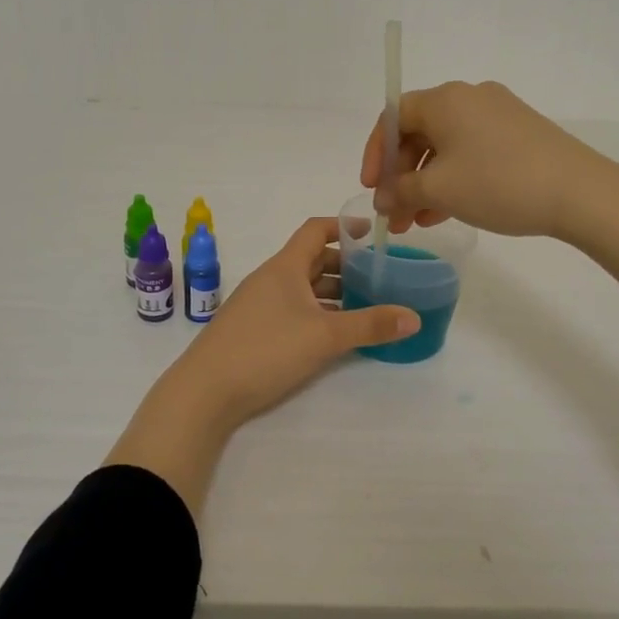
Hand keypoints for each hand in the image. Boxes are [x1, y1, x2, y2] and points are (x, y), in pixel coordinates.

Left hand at [159, 218, 419, 434]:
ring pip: (301, 287)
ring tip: (363, 306)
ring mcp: (257, 305)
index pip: (315, 230)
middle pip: (311, 260)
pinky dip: (315, 312)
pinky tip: (331, 334)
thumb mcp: (325, 336)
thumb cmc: (266, 349)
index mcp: (284, 267)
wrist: (205, 391)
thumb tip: (413, 317)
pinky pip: (291, 309)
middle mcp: (270, 279)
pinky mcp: (251, 329)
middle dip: (344, 265)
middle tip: (377, 276)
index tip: (372, 233)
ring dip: (330, 292)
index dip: (343, 227)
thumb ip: (370, 325)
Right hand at [360, 80, 614, 238]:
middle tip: (394, 213)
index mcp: (445, 99)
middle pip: (420, 133)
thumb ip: (400, 191)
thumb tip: (382, 197)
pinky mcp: (519, 134)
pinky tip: (446, 213)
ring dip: (426, 184)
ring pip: (446, 147)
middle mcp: (470, 98)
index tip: (372, 188)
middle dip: (402, 176)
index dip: (375, 153)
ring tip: (416, 223)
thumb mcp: (440, 190)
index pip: (393, 117)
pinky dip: (454, 179)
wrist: (580, 193)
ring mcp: (498, 114)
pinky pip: (472, 152)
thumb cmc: (498, 183)